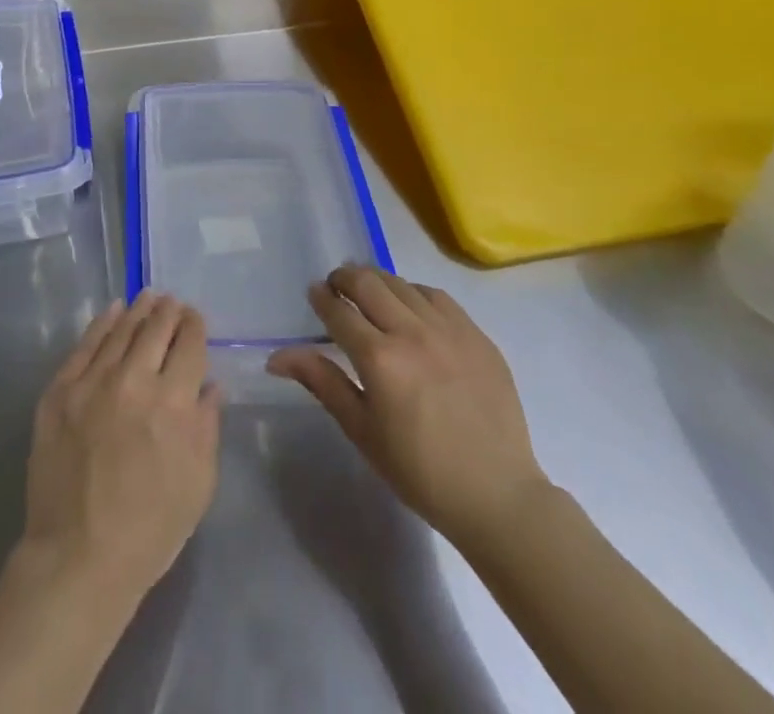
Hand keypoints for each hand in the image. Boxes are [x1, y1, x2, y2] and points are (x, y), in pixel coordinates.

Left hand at [18, 292, 220, 603]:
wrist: (78, 556)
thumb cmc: (150, 529)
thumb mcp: (198, 483)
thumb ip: (207, 425)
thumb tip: (212, 384)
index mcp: (173, 403)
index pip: (190, 345)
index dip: (194, 326)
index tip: (195, 318)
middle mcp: (134, 380)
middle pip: (156, 329)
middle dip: (168, 311)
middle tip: (172, 302)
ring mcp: (92, 381)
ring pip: (121, 330)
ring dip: (138, 310)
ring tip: (147, 297)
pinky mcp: (60, 390)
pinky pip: (84, 345)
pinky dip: (102, 323)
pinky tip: (112, 311)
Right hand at [267, 265, 546, 550]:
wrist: (497, 496)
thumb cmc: (419, 471)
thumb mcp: (362, 430)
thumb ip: (321, 382)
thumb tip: (276, 357)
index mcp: (379, 359)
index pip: (338, 310)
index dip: (321, 298)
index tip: (315, 295)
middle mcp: (412, 332)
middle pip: (367, 282)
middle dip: (345, 278)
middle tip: (337, 287)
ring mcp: (449, 330)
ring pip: (402, 284)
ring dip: (378, 282)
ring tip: (371, 295)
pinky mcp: (476, 335)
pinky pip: (437, 297)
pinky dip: (415, 294)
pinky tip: (411, 309)